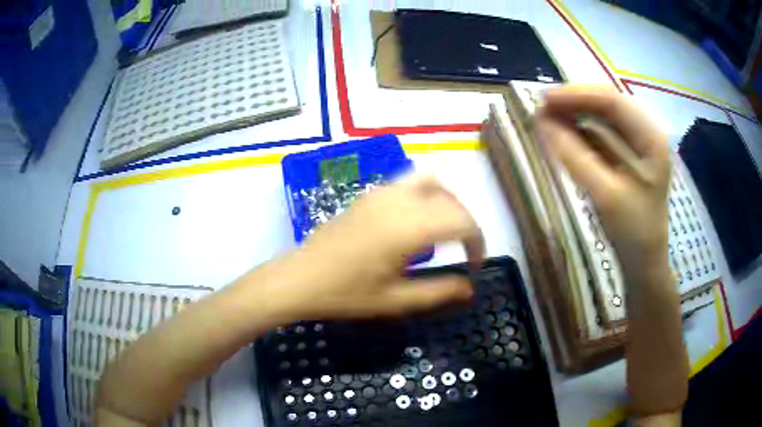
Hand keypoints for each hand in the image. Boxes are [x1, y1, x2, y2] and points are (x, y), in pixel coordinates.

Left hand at [265, 175, 484, 320]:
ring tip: (445, 230)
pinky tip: (416, 222)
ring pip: (431, 181)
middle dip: (466, 223)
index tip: (475, 266)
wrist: (299, 278)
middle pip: (451, 199)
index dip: (478, 242)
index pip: (462, 221)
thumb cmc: (346, 294)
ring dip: (447, 202)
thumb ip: (439, 292)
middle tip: (465, 251)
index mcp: (409, 227)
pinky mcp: (368, 194)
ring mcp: (381, 192)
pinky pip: (408, 183)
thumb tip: (470, 287)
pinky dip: (426, 195)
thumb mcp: (396, 300)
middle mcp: (399, 200)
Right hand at [535, 86, 670, 267]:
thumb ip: (575, 156)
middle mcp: (646, 132)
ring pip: (603, 115)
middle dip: (574, 102)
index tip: (544, 99)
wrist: (644, 261)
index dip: (577, 95)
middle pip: (607, 104)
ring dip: (575, 113)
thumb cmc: (633, 232)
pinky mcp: (627, 153)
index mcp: (651, 138)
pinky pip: (601, 132)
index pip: (613, 102)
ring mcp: (638, 142)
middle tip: (542, 108)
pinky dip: (580, 129)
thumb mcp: (605, 195)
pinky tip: (563, 131)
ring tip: (547, 117)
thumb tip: (542, 122)